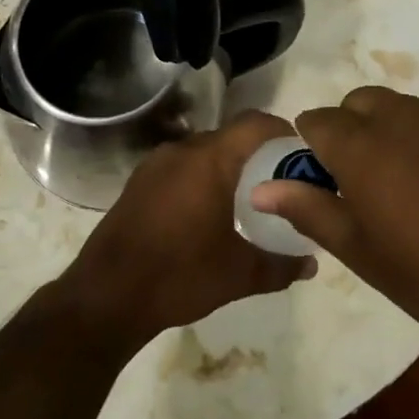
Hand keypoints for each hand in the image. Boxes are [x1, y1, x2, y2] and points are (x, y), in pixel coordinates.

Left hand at [59, 112, 316, 354]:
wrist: (107, 295)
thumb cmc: (179, 275)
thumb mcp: (238, 275)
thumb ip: (280, 265)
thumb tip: (311, 264)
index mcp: (210, 160)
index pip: (255, 124)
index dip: (282, 132)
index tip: (302, 155)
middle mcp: (183, 149)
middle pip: (230, 136)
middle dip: (258, 154)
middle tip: (280, 183)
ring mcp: (156, 163)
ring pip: (204, 151)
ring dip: (227, 167)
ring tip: (247, 200)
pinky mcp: (139, 181)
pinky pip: (182, 166)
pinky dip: (202, 178)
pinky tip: (208, 212)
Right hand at [251, 87, 418, 370]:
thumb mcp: (363, 253)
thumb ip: (309, 210)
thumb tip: (261, 187)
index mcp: (362, 145)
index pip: (316, 121)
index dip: (312, 150)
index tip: (324, 183)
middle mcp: (400, 116)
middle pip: (357, 104)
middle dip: (349, 132)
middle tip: (364, 187)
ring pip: (397, 108)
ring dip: (387, 133)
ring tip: (409, 188)